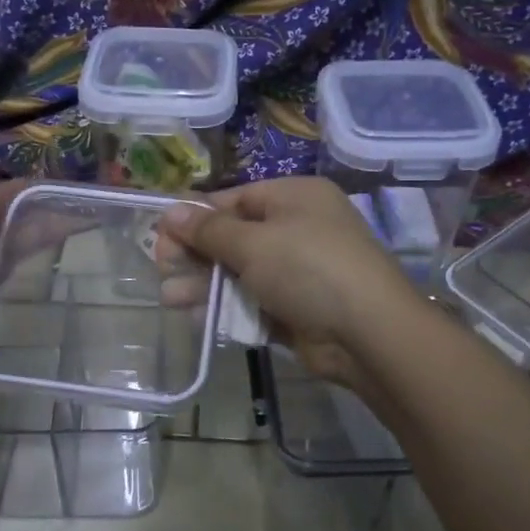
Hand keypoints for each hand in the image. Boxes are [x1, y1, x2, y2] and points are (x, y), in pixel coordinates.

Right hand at [159, 176, 425, 387]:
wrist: (368, 332)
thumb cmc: (309, 268)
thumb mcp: (253, 243)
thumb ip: (209, 230)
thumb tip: (170, 211)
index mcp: (294, 198)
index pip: (234, 200)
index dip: (195, 218)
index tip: (161, 235)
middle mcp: (298, 229)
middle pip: (234, 237)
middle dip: (196, 254)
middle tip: (162, 268)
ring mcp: (299, 271)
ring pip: (241, 273)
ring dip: (205, 284)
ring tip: (170, 298)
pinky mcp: (298, 309)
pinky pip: (255, 302)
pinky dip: (228, 308)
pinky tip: (198, 318)